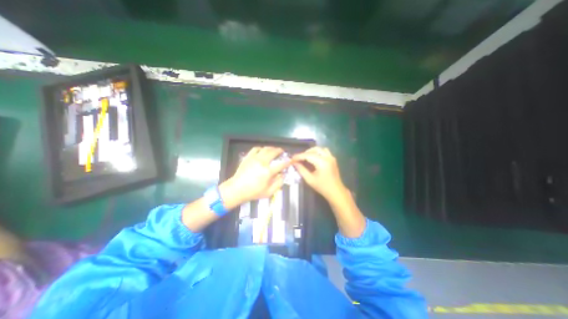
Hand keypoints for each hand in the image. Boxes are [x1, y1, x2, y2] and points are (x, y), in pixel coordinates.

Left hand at [218, 146, 287, 207]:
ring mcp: (254, 158)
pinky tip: (262, 150)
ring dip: (272, 148)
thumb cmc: (253, 192)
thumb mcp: (269, 192)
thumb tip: (283, 175)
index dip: (288, 161)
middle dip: (280, 150)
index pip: (281, 164)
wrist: (236, 189)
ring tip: (274, 150)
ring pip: (265, 148)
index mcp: (268, 171)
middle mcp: (262, 162)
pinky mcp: (248, 157)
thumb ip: (278, 183)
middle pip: (273, 152)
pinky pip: (255, 149)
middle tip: (282, 151)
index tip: (291, 160)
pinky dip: (261, 148)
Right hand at [293, 147, 350, 201]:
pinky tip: (314, 159)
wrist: (336, 192)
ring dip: (312, 151)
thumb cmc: (323, 187)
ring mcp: (331, 157)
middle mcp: (328, 157)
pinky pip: (324, 152)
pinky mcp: (333, 159)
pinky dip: (318, 153)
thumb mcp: (310, 180)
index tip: (292, 158)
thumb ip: (301, 170)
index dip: (299, 156)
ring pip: (320, 149)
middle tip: (299, 159)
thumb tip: (294, 163)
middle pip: (314, 149)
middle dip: (305, 153)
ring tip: (306, 158)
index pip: (308, 155)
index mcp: (322, 162)